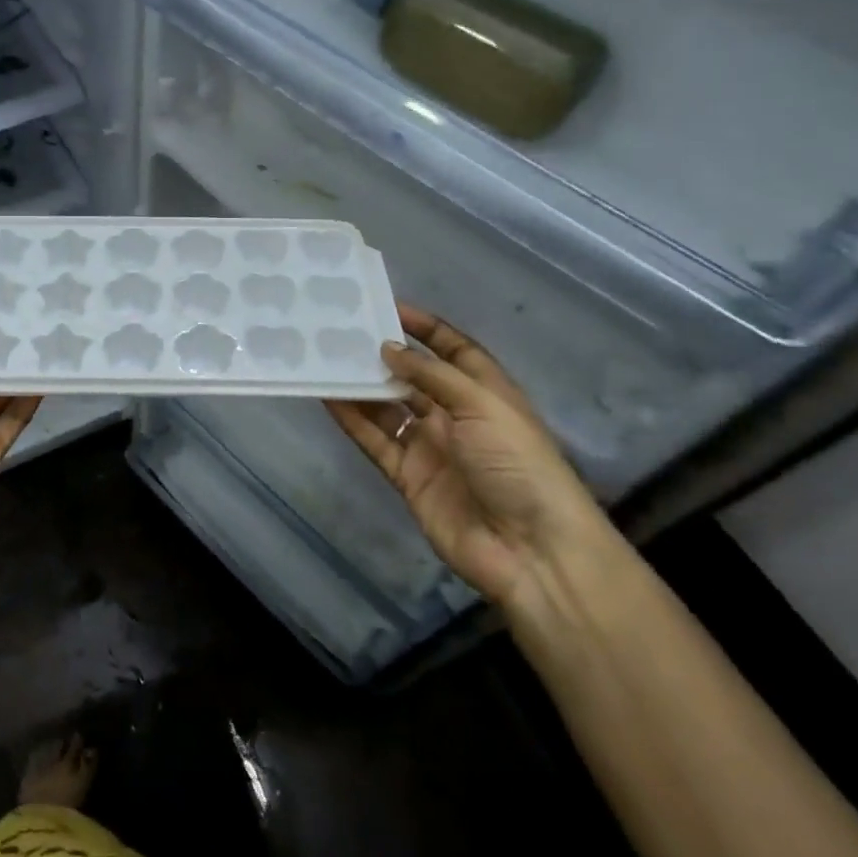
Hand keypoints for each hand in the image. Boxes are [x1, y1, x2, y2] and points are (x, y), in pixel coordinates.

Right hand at [325, 304, 607, 610]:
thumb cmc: (517, 464)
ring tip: (327, 358)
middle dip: (384, 355)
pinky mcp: (408, 476)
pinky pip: (375, 440)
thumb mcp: (482, 406)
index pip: (454, 350)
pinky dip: (353, 420)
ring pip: (388, 408)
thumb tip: (388, 349)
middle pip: (414, 378)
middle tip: (344, 331)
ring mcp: (431, 447)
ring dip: (362, 386)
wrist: (529, 549)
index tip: (388, 307)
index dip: (426, 328)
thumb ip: (431, 375)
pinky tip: (328, 397)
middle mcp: (457, 416)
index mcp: (486, 393)